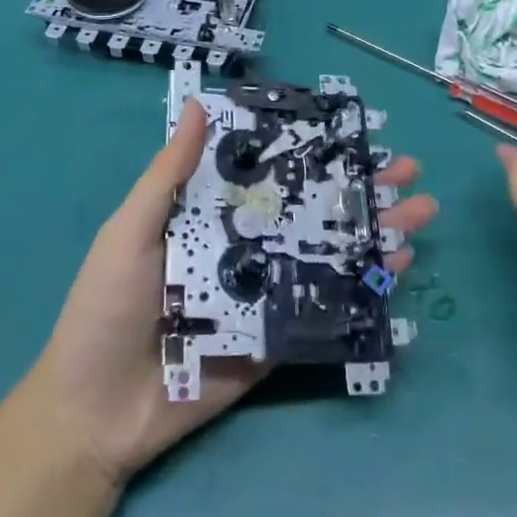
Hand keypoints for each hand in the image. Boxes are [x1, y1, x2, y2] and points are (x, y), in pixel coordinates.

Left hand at [36, 100, 437, 485]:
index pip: (272, 174)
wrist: (96, 411)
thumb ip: (168, 176)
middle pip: (312, 211)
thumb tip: (198, 105)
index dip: (313, 151)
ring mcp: (265, 295)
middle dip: (361, 189)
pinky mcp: (276, 339)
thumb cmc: (106, 308)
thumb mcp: (130, 231)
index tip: (356, 131)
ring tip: (420, 214)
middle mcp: (246, 248)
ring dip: (374, 233)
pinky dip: (361, 289)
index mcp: (212, 217)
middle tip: (408, 170)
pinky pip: (322, 309)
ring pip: (328, 255)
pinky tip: (395, 269)